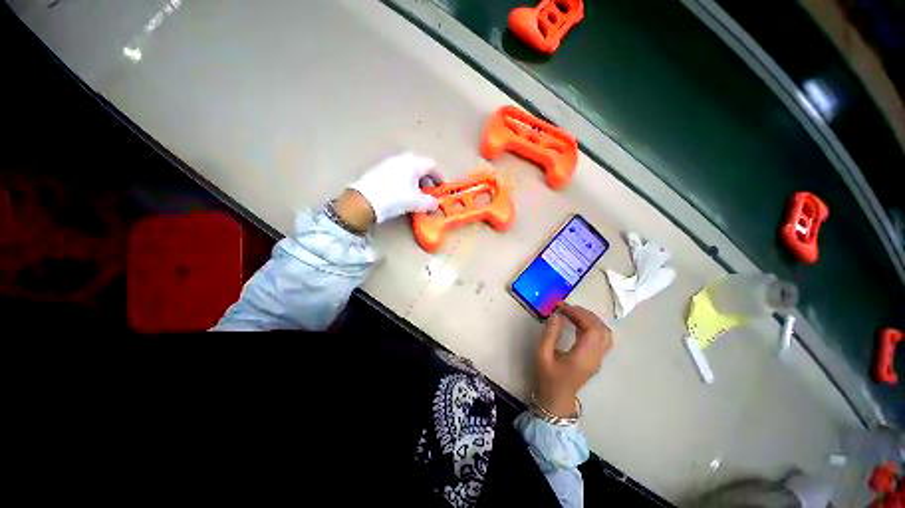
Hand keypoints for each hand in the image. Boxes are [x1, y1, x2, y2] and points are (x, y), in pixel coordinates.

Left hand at [346, 152, 443, 223]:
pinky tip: (401, 193)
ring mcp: (389, 162)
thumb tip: (435, 204)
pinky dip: (404, 181)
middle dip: (427, 179)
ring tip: (415, 194)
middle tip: (429, 191)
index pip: (432, 166)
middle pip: (420, 166)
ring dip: (415, 181)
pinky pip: (397, 173)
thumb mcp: (417, 202)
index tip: (442, 187)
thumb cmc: (396, 198)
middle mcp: (402, 158)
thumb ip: (430, 202)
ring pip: (408, 170)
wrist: (365, 200)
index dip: (440, 177)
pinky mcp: (379, 169)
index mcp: (414, 163)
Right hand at [535, 303, 611, 417]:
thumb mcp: (543, 354)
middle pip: (602, 329)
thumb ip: (550, 334)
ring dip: (590, 319)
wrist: (557, 399)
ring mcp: (598, 359)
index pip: (593, 329)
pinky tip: (576, 322)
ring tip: (571, 313)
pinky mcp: (596, 359)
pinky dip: (591, 326)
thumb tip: (556, 315)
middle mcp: (596, 357)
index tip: (563, 307)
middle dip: (585, 314)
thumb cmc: (548, 377)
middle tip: (566, 308)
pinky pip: (600, 338)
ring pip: (604, 333)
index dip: (580, 314)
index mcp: (583, 357)